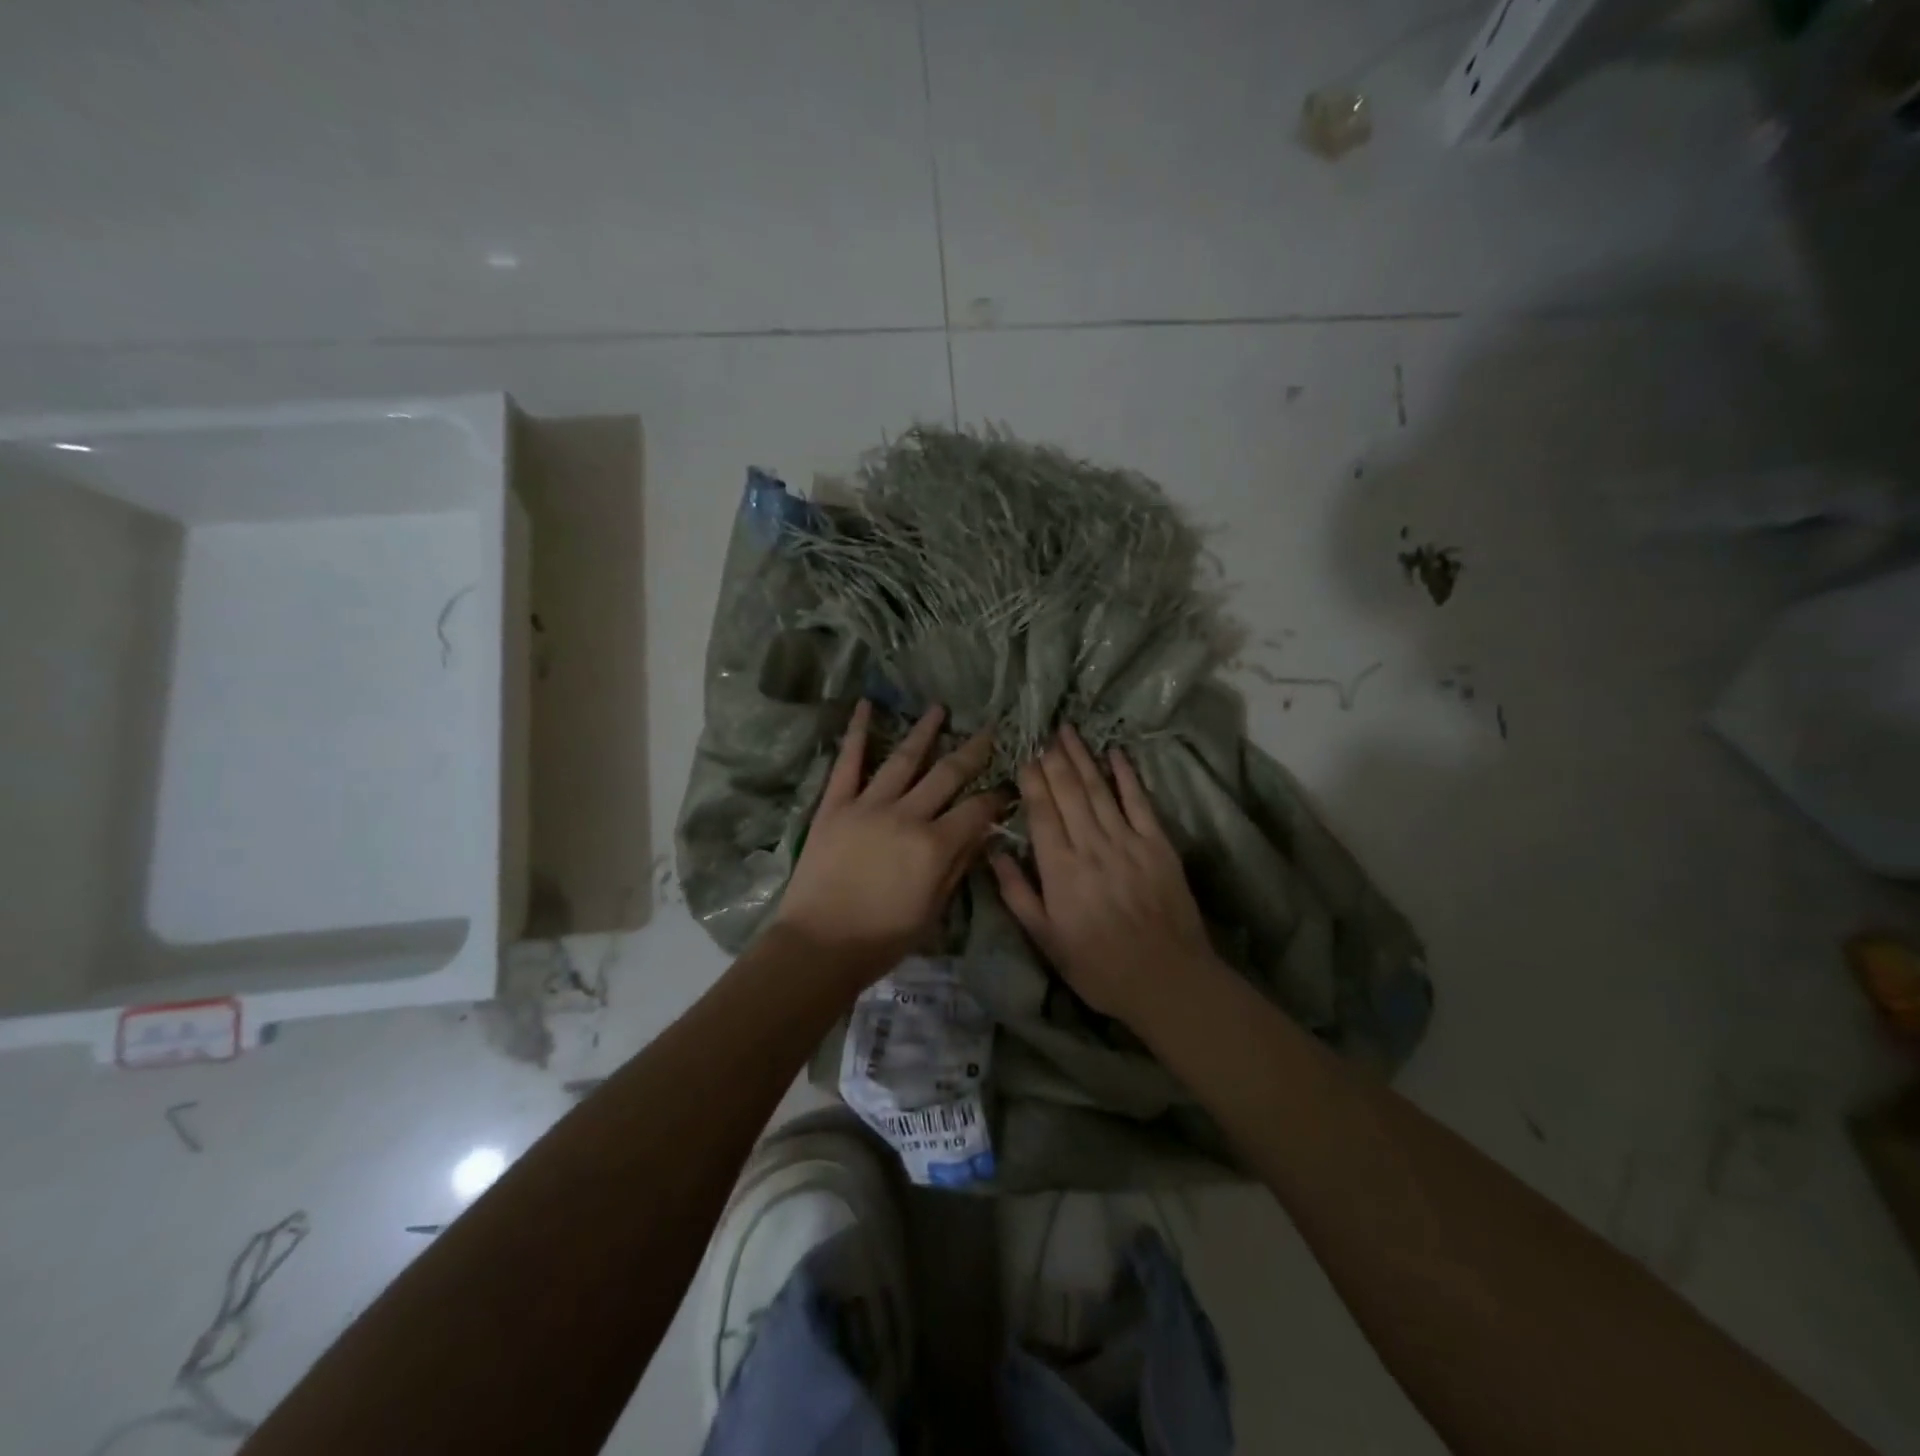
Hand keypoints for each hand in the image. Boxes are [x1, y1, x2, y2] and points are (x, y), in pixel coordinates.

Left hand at [774, 700, 1005, 988]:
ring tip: (939, 709)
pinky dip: (856, 732)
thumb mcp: (933, 911)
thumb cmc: (882, 939)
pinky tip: (865, 705)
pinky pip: (848, 762)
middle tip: (989, 730)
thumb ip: (957, 867)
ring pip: (903, 759)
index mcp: (935, 846)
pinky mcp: (835, 805)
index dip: (996, 798)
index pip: (976, 810)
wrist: (819, 945)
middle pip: (947, 775)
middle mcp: (907, 816)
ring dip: (924, 732)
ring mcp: (868, 805)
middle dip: (973, 751)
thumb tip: (982, 834)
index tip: (1008, 787)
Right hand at [991, 725, 1219, 1027]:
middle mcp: (1091, 846)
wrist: (1166, 979)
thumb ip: (1018, 894)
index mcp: (1060, 869)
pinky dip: (1127, 776)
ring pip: (1099, 790)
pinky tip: (1116, 754)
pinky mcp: (1158, 845)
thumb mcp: (1046, 939)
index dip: (1032, 781)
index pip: (1042, 813)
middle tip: (1044, 732)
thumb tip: (993, 853)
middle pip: (1069, 792)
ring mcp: (1127, 842)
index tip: (1024, 755)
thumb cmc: (1098, 966)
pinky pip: (1139, 802)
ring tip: (1069, 732)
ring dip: (1083, 758)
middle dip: (1055, 760)